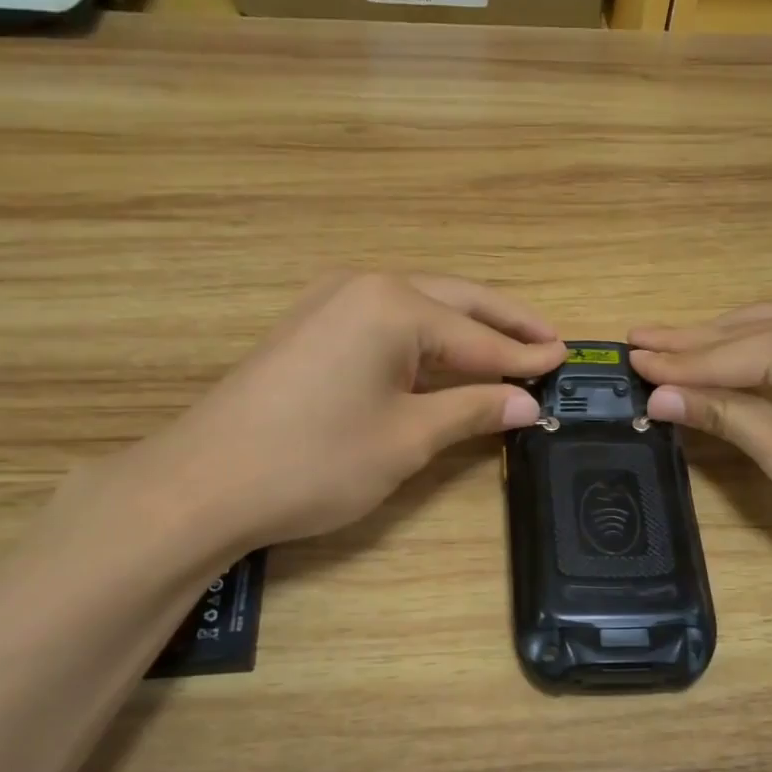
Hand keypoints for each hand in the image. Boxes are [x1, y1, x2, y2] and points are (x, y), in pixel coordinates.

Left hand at [119, 272, 562, 557]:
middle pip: (454, 302)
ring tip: (509, 350)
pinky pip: (387, 326)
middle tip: (549, 340)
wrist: (205, 483)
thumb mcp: (407, 439)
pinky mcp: (311, 331)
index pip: (479, 335)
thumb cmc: (316, 461)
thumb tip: (526, 403)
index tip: (567, 359)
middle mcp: (364, 288)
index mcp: (394, 306)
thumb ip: (471, 411)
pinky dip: (427, 342)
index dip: (524, 355)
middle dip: (504, 323)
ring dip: (466, 330)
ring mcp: (331, 305)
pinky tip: (446, 361)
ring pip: (419, 311)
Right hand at [629, 296, 771, 578]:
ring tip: (671, 347)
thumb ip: (723, 414)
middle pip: (749, 330)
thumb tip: (658, 396)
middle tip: (638, 339)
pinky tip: (732, 356)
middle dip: (692, 342)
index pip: (728, 352)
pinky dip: (762, 351)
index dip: (674, 363)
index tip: (626, 358)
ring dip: (724, 344)